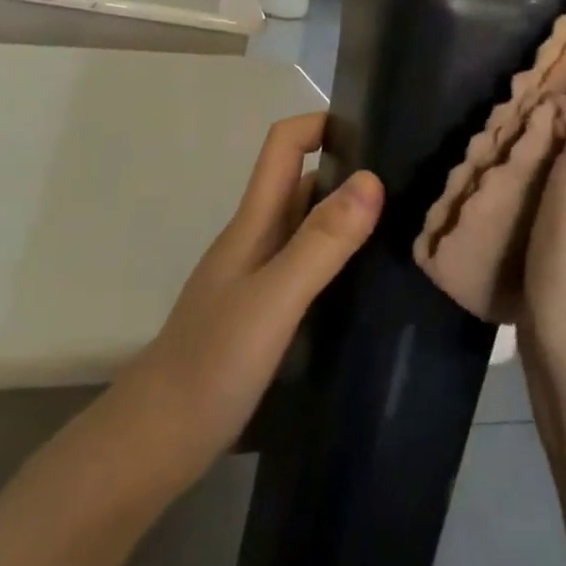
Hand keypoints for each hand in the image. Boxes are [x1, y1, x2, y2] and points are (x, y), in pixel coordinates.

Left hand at [118, 113, 381, 468]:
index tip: (375, 130)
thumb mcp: (273, 298)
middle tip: (410, 182)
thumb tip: (371, 179)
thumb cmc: (212, 362)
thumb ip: (320, 242)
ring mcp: (258, 278)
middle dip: (348, 169)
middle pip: (301, 182)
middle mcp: (256, 239)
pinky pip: (308, 268)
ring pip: (307, 227)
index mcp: (253, 222)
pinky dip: (339, 261)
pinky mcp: (264, 314)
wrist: (156, 442)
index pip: (283, 145)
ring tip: (404, 228)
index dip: (322, 124)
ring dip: (347, 217)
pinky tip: (370, 285)